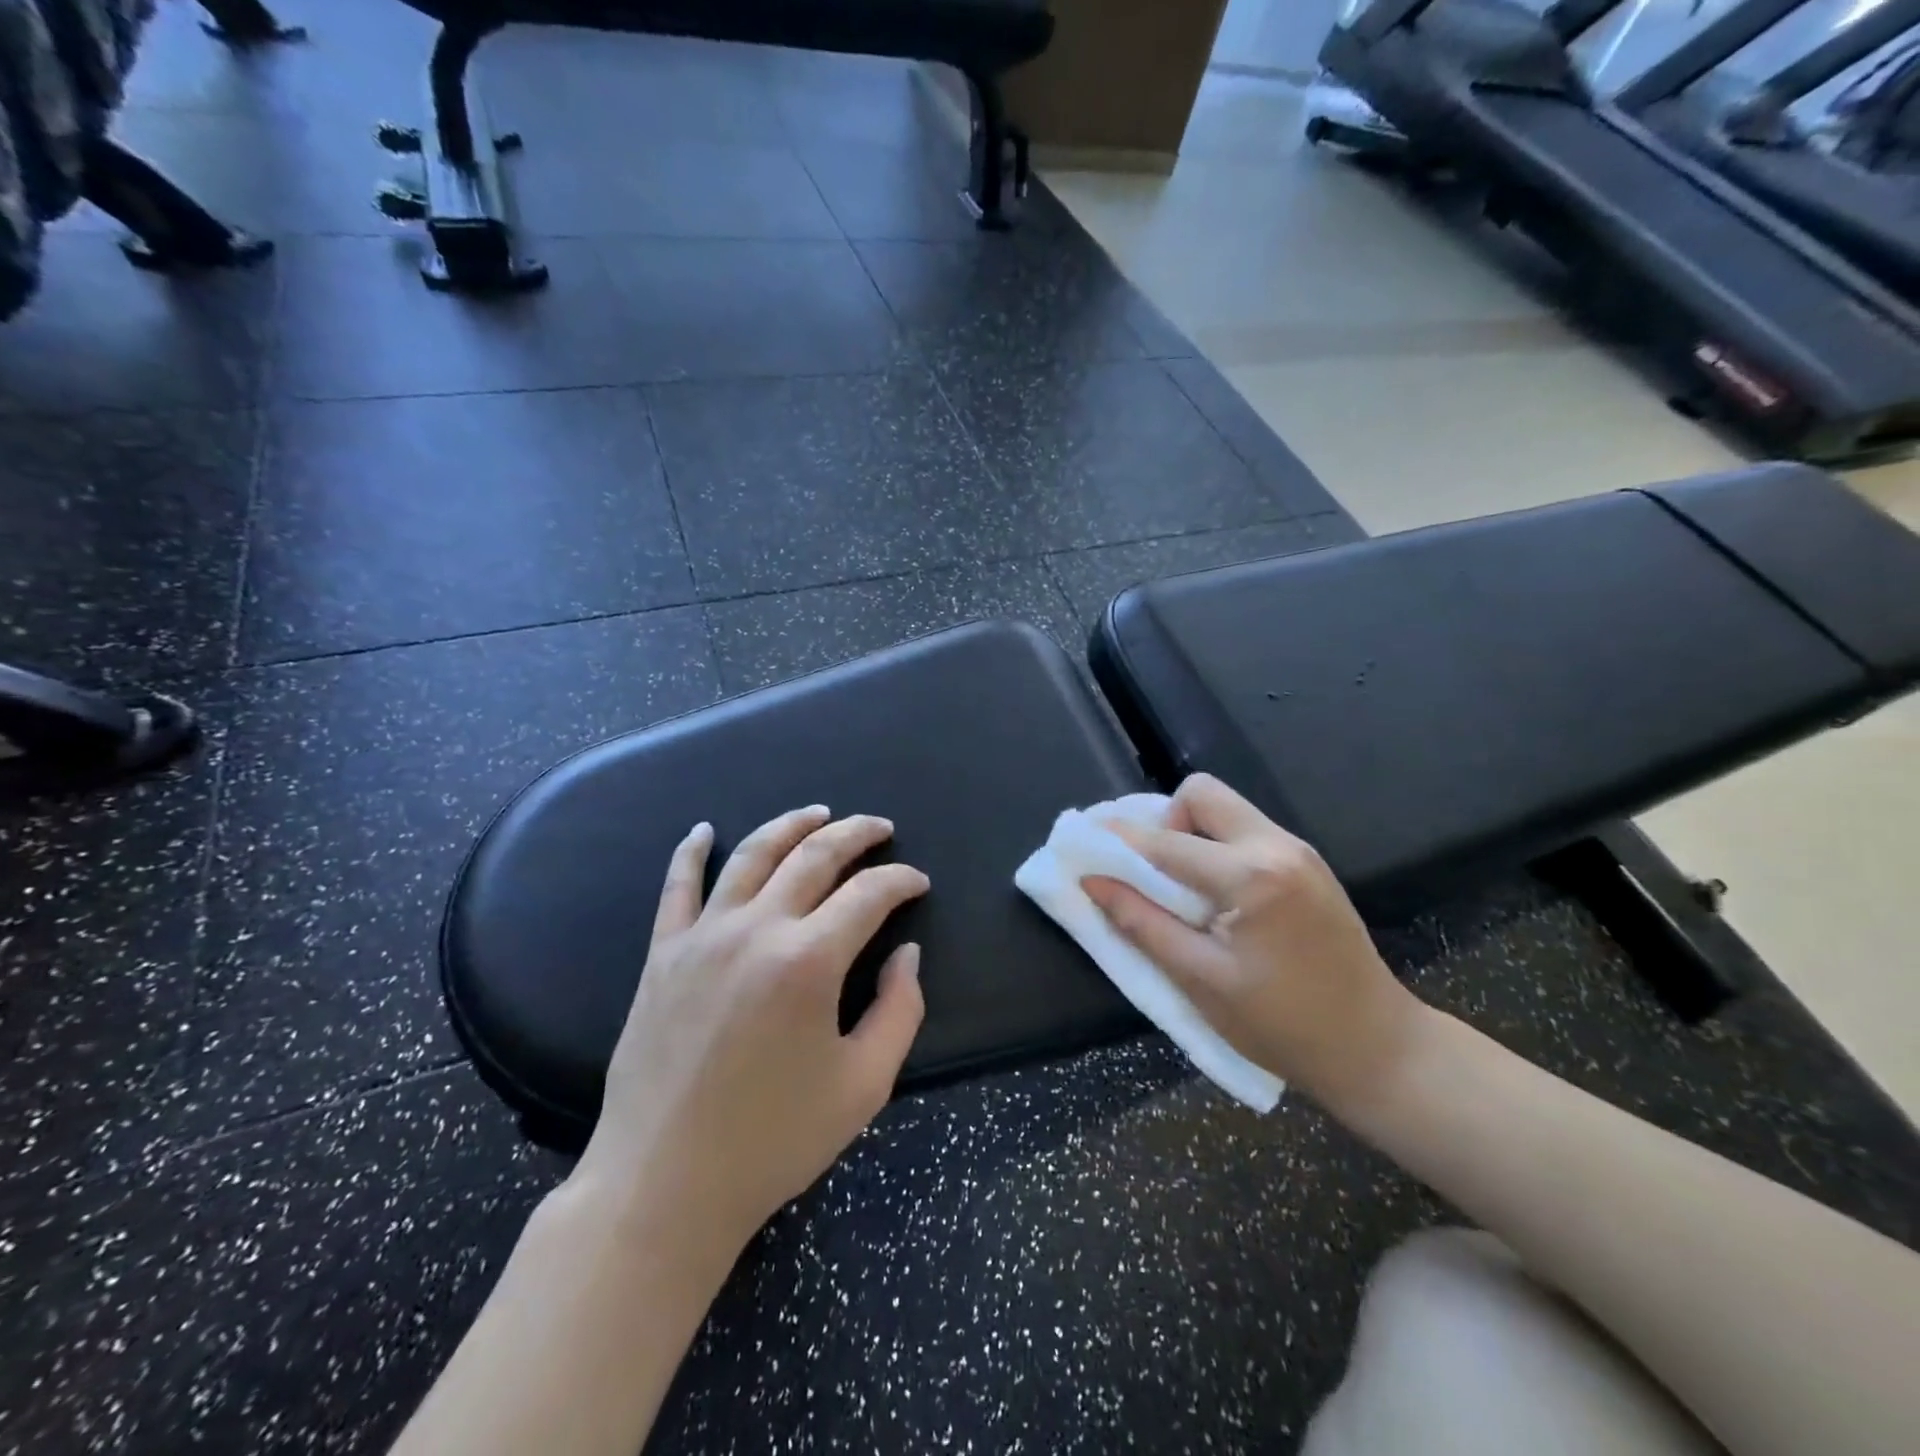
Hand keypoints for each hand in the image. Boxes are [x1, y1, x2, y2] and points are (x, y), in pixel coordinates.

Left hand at [573, 806, 928, 1254]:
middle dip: (855, 833)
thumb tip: (906, 953)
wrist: (664, 1183)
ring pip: (752, 855)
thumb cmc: (774, 1140)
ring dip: (790, 825)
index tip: (918, 882)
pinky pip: (677, 886)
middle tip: (881, 827)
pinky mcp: (663, 954)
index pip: (869, 894)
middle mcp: (756, 929)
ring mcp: (703, 936)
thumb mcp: (864, 1085)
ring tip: (819, 813)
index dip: (901, 880)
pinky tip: (704, 830)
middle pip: (814, 856)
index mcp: (809, 960)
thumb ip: (899, 1009)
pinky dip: (691, 851)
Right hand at [1082, 774, 1424, 1114]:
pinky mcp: (1308, 864)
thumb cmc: (1283, 1026)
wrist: (1379, 1048)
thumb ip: (1141, 923)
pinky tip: (1214, 894)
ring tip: (1178, 887)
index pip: (1166, 841)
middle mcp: (1278, 846)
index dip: (1117, 840)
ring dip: (1190, 833)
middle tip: (1150, 871)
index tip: (1083, 842)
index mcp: (1252, 877)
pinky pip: (1246, 831)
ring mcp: (1299, 851)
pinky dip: (1216, 847)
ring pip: (1226, 808)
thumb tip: (1094, 882)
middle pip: (1202, 793)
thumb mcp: (1200, 981)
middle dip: (1164, 821)